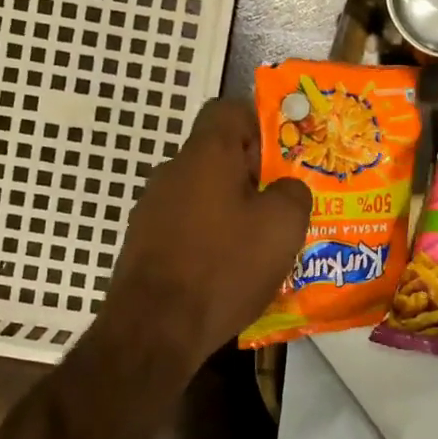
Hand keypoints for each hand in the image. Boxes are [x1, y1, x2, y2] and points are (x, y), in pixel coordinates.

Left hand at [104, 99, 310, 367]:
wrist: (155, 328)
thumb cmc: (224, 266)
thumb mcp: (282, 227)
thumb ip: (293, 193)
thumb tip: (286, 188)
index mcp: (206, 154)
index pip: (229, 110)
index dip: (261, 124)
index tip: (285, 156)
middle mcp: (172, 172)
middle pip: (218, 156)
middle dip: (253, 176)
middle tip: (283, 205)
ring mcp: (152, 209)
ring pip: (203, 194)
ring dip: (232, 210)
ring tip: (261, 244)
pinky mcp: (144, 244)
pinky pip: (187, 227)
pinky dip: (210, 239)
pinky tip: (229, 271)